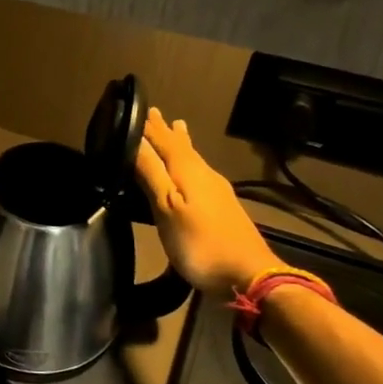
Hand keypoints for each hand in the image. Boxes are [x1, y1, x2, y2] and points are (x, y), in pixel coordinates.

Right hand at [133, 109, 283, 298]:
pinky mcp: (222, 208)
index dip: (150, 127)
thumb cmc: (200, 243)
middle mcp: (205, 175)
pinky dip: (189, 164)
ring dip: (181, 144)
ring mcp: (217, 192)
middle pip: (182, 147)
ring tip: (177, 129)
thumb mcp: (167, 208)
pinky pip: (200, 174)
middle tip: (155, 114)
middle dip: (166, 131)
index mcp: (188, 171)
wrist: (248, 275)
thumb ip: (151, 174)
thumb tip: (134, 141)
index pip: (165, 141)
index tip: (138, 108)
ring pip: (193, 159)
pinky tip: (191, 171)